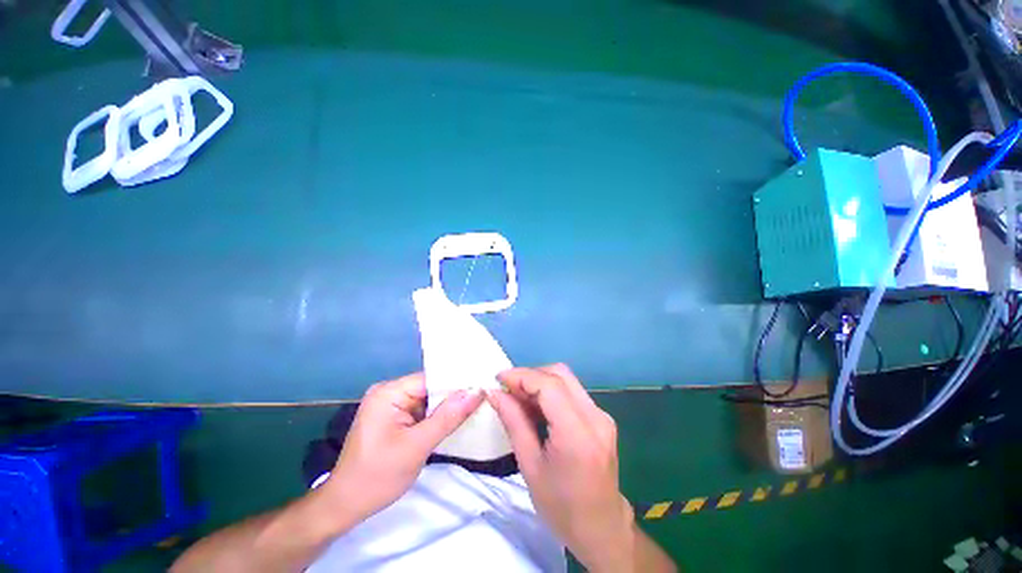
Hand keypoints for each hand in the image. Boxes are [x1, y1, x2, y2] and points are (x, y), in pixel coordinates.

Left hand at [324, 373, 483, 521]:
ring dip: (447, 408)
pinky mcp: (394, 418)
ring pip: (429, 399)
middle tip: (484, 398)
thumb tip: (477, 392)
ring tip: (476, 407)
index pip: (431, 378)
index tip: (483, 387)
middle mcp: (389, 392)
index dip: (457, 383)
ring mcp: (391, 405)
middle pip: (431, 387)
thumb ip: (448, 417)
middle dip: (454, 396)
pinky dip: (437, 417)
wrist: (345, 507)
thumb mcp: (416, 447)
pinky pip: (422, 411)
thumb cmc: (377, 477)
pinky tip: (456, 420)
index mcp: (389, 392)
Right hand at [487, 365, 635, 571]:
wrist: (603, 529)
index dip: (521, 376)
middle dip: (530, 375)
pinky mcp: (602, 417)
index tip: (498, 379)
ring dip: (540, 381)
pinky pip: (572, 391)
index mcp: (577, 433)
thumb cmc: (562, 507)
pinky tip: (537, 407)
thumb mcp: (530, 466)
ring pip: (567, 379)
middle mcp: (595, 416)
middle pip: (560, 374)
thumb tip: (495, 393)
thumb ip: (513, 422)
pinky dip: (551, 391)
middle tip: (508, 389)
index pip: (549, 385)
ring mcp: (602, 415)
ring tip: (518, 398)